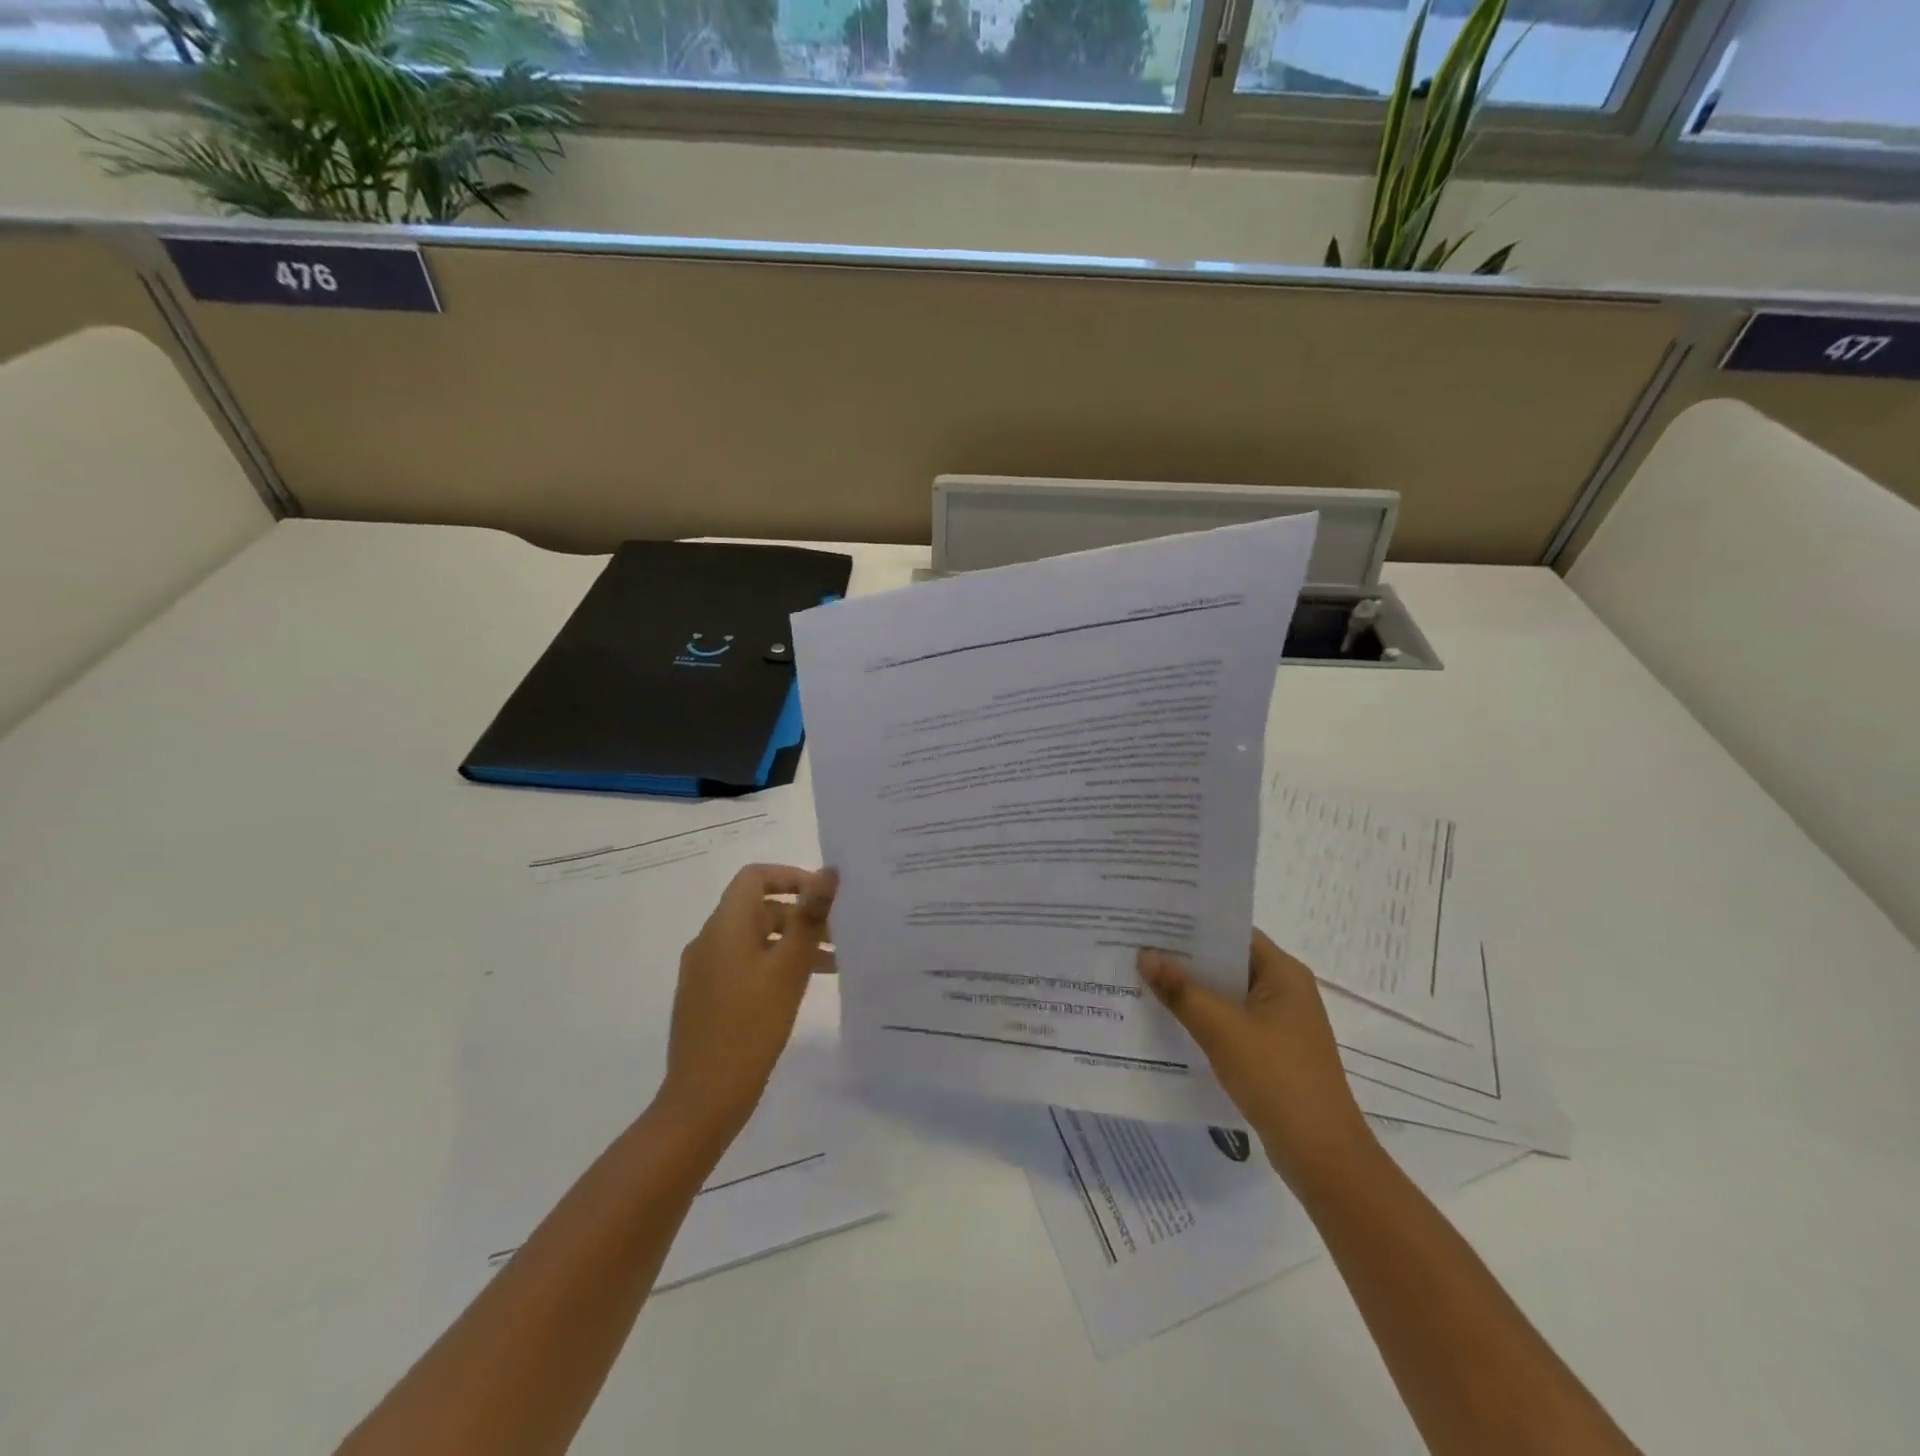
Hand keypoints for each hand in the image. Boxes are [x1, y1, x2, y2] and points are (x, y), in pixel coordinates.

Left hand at [657, 863, 837, 1141]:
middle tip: (840, 935)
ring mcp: (705, 970)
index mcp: (725, 926)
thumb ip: (810, 916)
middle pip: (759, 908)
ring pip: (755, 939)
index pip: (755, 877)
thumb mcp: (789, 968)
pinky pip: (744, 964)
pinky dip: (774, 964)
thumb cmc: (751, 1025)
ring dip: (792, 942)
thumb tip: (829, 871)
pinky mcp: (707, 997)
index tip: (824, 897)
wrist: (704, 1097)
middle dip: (801, 915)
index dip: (791, 877)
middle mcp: (710, 940)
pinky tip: (800, 987)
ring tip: (833, 963)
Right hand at [1139, 930, 1375, 1189]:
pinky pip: (1230, 1021)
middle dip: (1185, 957)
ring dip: (1190, 989)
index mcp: (1283, 973)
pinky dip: (1202, 1017)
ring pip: (1226, 994)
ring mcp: (1279, 1023)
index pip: (1232, 932)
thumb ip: (1182, 990)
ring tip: (1142, 977)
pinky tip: (1166, 1019)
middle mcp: (1284, 990)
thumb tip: (1145, 954)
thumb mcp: (1223, 1030)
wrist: (1323, 1156)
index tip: (1152, 919)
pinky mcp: (1271, 1051)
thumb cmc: (1277, 1078)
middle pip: (1227, 961)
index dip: (1193, 924)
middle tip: (1137, 946)